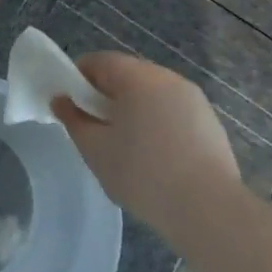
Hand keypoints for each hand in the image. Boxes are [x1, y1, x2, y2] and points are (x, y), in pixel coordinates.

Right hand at [54, 53, 240, 234]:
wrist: (209, 210)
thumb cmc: (143, 174)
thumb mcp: (95, 149)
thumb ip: (73, 119)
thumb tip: (61, 100)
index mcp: (137, 77)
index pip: (98, 61)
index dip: (77, 79)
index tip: (70, 107)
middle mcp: (167, 78)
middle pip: (126, 75)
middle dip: (105, 95)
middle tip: (95, 129)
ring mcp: (193, 99)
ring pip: (151, 94)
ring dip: (133, 109)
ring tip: (125, 146)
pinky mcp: (209, 122)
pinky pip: (172, 111)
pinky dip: (157, 123)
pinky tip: (155, 157)